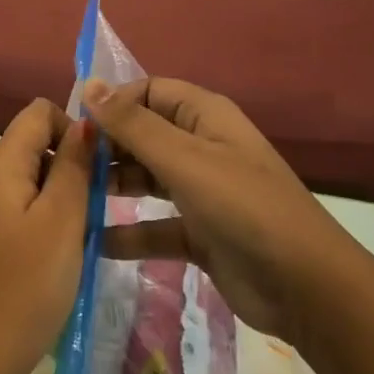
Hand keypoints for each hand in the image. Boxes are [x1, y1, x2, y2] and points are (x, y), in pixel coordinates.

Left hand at [0, 99, 94, 373]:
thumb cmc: (28, 286)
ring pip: (19, 180)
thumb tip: (84, 123)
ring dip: (52, 194)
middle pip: (27, 146)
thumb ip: (74, 167)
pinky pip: (7, 208)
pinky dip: (33, 216)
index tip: (95, 168)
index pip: (35, 114)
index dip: (71, 128)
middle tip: (90, 210)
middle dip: (65, 166)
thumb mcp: (62, 222)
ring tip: (73, 236)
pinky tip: (48, 255)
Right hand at [86, 77, 355, 338]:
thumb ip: (133, 125)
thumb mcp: (185, 160)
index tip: (75, 126)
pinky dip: (127, 233)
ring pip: (145, 178)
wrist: (307, 288)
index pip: (148, 92)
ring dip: (112, 186)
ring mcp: (201, 191)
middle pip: (142, 134)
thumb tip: (88, 84)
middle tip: (65, 166)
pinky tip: (92, 242)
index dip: (111, 103)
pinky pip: (154, 225)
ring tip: (70, 199)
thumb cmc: (244, 208)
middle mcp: (201, 147)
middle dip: (106, 147)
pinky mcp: (199, 233)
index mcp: (204, 117)